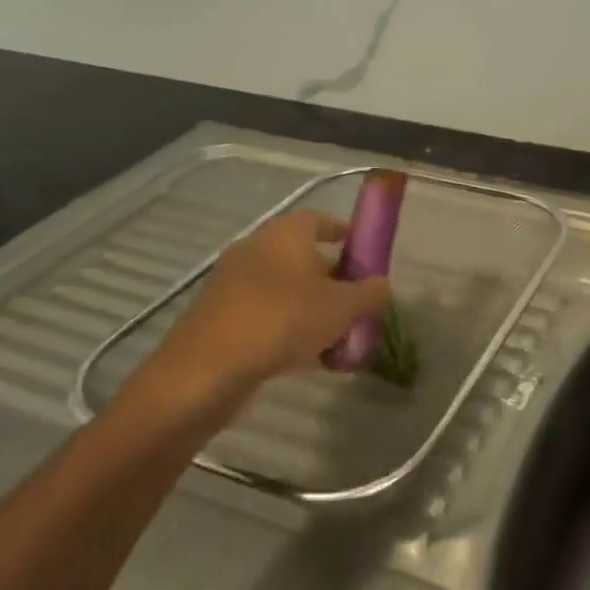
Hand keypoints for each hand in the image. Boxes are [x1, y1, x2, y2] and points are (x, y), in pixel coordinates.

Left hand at [118, 210, 390, 433]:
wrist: (206, 370)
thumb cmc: (282, 321)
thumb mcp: (343, 307)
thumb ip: (370, 293)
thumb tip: (383, 285)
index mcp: (284, 235)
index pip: (317, 219)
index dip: (341, 231)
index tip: (362, 248)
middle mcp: (255, 250)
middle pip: (301, 256)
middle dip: (331, 276)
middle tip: (356, 300)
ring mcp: (232, 284)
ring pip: (283, 288)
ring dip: (310, 306)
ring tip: (337, 335)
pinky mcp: (219, 317)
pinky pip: (264, 314)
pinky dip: (286, 327)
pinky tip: (306, 357)